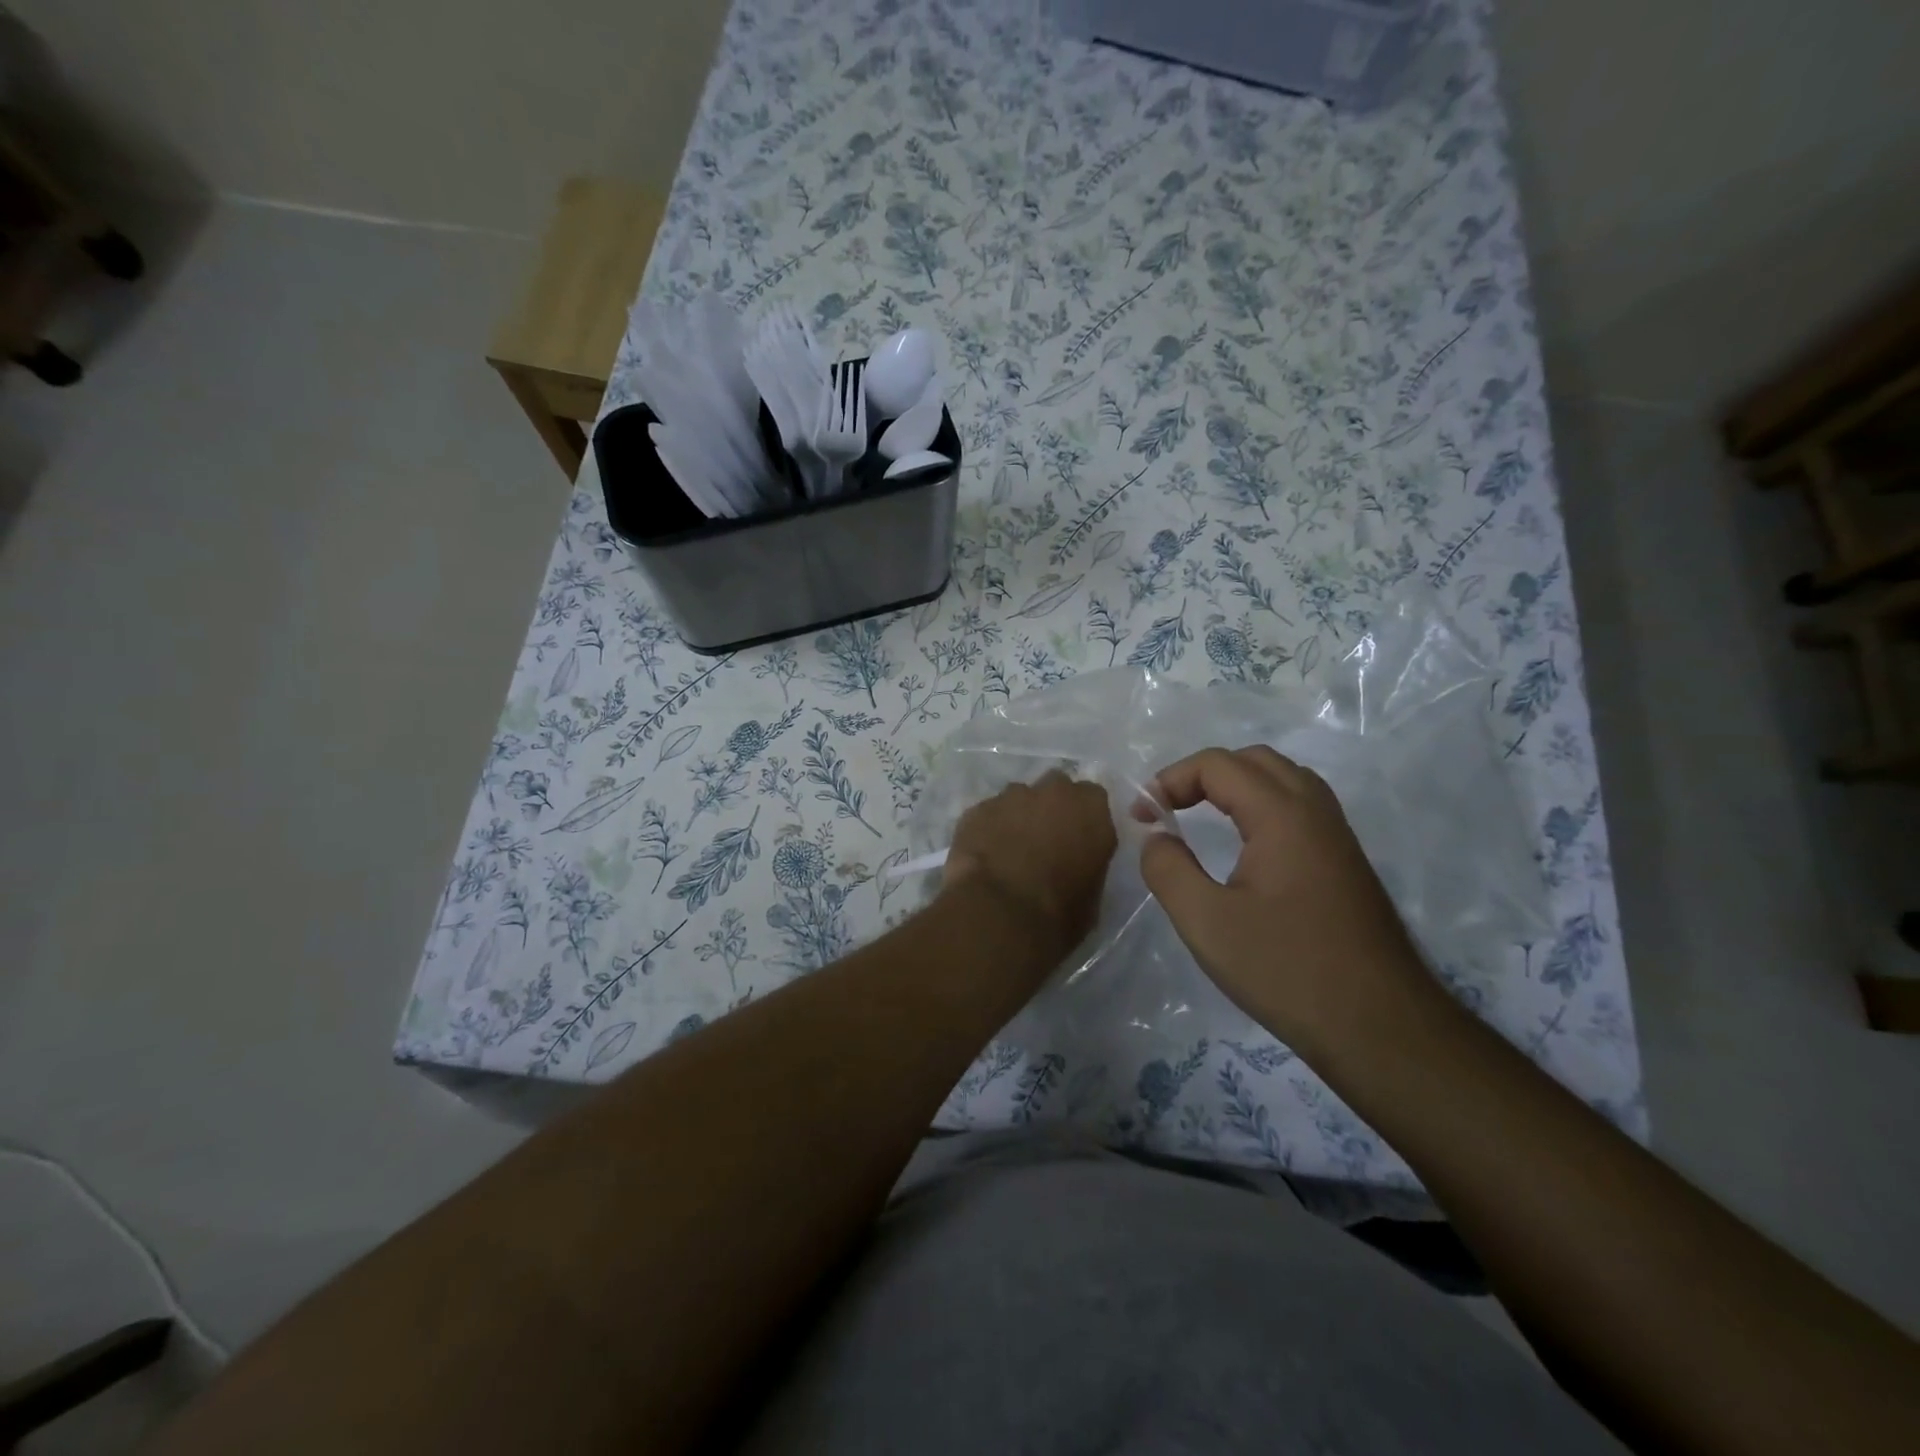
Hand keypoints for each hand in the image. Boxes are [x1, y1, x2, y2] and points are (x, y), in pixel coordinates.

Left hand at [943, 770, 1116, 959]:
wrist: (999, 915)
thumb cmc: (1058, 914)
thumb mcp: (1093, 897)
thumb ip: (1088, 864)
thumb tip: (1076, 864)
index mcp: (1091, 810)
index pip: (1093, 798)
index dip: (1083, 818)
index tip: (1077, 838)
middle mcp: (1053, 792)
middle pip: (1055, 787)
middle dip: (1051, 807)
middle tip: (1044, 839)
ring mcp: (1011, 796)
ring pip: (1018, 797)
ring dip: (1018, 816)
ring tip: (1009, 850)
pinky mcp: (977, 809)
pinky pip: (987, 814)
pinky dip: (988, 829)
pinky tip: (984, 855)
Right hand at [1139, 746, 1431, 1057]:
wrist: (1381, 1028)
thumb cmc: (1286, 970)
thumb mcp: (1206, 922)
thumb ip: (1168, 868)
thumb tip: (1155, 835)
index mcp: (1282, 815)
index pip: (1217, 765)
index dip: (1170, 780)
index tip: (1142, 817)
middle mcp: (1315, 811)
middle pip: (1254, 760)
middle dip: (1202, 775)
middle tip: (1169, 809)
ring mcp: (1338, 836)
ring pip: (1283, 780)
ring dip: (1236, 786)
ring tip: (1201, 818)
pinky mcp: (1346, 863)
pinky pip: (1300, 808)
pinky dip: (1261, 806)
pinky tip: (1246, 846)